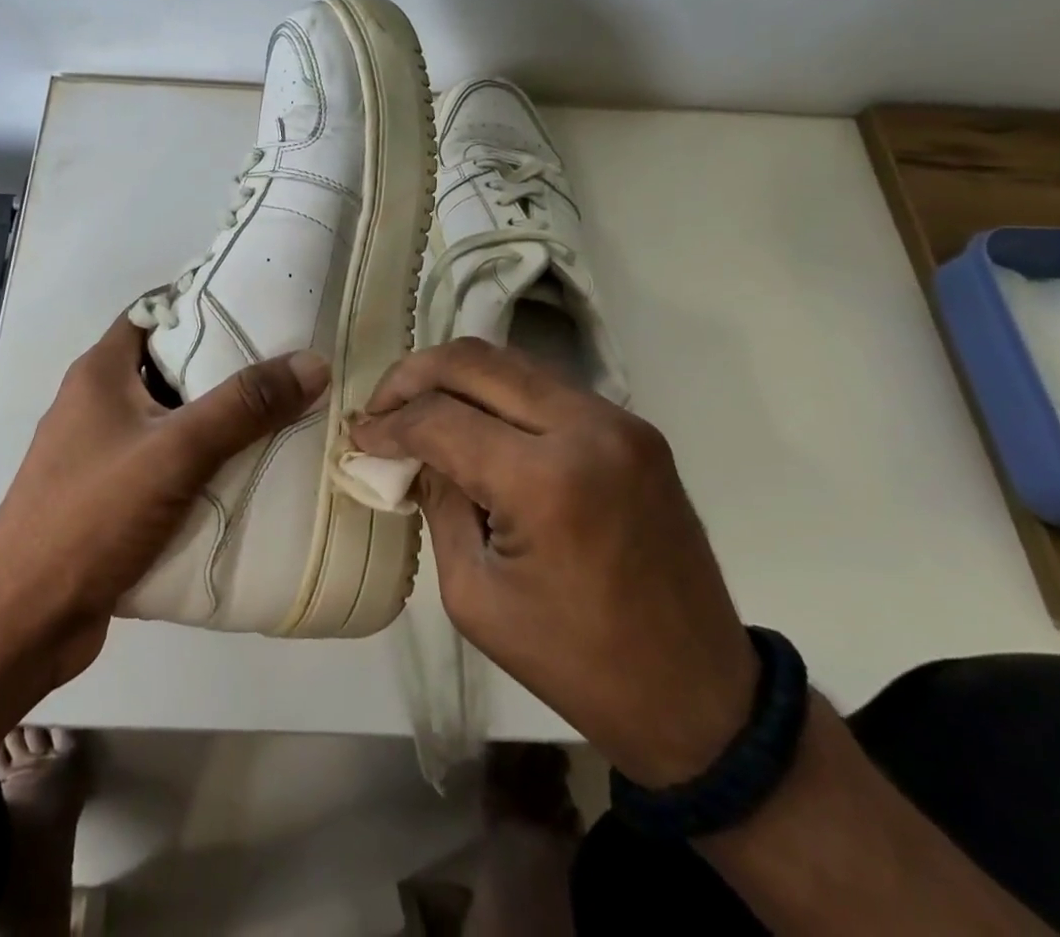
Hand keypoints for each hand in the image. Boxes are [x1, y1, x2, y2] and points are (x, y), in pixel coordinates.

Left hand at [0, 314, 327, 688]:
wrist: (23, 621)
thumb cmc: (91, 516)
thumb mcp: (175, 451)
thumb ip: (244, 406)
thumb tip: (313, 363)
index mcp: (100, 372)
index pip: (154, 313)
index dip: (202, 302)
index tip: (260, 307)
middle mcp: (98, 404)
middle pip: (170, 367)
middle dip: (225, 367)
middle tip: (286, 365)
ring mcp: (102, 455)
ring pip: (171, 422)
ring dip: (218, 423)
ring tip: (282, 416)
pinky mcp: (111, 500)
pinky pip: (167, 468)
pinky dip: (203, 468)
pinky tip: (248, 477)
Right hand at [348, 337, 758, 786]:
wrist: (700, 698)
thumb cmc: (577, 663)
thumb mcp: (475, 595)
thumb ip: (439, 504)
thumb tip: (414, 453)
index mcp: (547, 481)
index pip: (441, 418)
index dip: (389, 423)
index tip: (359, 437)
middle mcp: (587, 428)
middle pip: (474, 362)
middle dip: (413, 376)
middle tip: (380, 408)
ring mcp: (618, 421)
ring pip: (510, 362)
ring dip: (454, 377)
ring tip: (417, 409)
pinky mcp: (633, 428)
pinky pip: (544, 386)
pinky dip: (496, 393)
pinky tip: (472, 422)